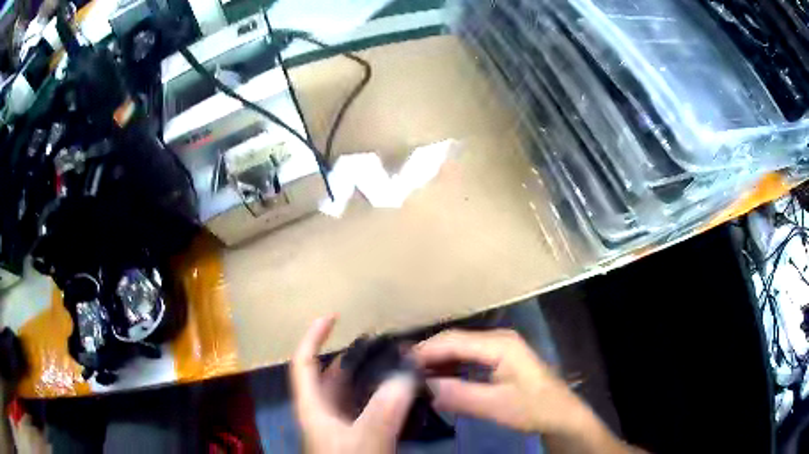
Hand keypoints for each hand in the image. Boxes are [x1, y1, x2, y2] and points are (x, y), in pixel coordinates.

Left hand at [290, 316, 416, 453]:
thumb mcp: (366, 439)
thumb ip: (385, 408)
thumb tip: (406, 374)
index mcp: (313, 406)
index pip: (303, 363)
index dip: (313, 336)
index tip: (333, 316)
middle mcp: (323, 412)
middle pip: (330, 376)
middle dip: (352, 357)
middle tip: (382, 346)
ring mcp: (339, 425)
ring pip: (349, 392)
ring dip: (368, 377)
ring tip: (395, 365)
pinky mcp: (354, 435)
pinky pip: (364, 407)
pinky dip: (378, 396)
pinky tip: (399, 395)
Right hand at [412, 329, 588, 434]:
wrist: (560, 414)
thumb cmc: (532, 408)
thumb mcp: (495, 405)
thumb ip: (459, 394)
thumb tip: (423, 385)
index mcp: (499, 344)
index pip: (453, 341)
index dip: (425, 351)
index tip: (400, 366)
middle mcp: (498, 339)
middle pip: (455, 341)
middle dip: (428, 354)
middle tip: (402, 370)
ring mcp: (500, 347)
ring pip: (460, 348)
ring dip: (438, 360)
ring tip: (414, 375)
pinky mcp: (500, 358)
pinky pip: (468, 357)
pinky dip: (450, 366)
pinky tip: (438, 378)